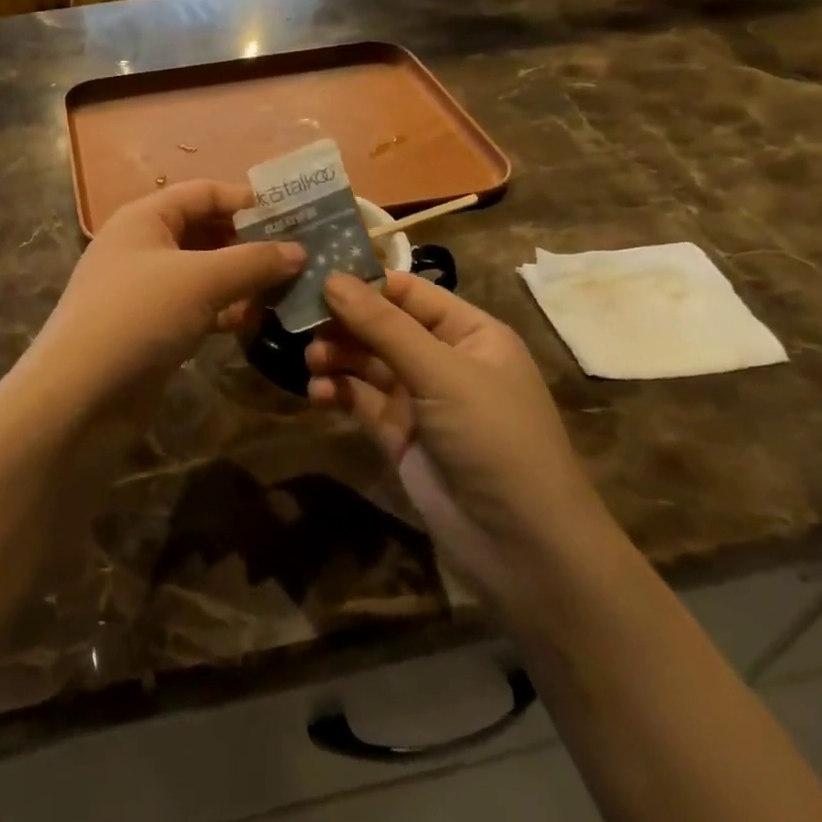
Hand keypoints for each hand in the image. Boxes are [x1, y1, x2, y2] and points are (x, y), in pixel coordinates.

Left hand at [27, 181, 303, 413]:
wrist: (80, 395)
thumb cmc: (138, 316)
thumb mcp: (201, 280)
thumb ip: (253, 261)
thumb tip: (298, 251)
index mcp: (145, 218)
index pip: (203, 192)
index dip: (247, 200)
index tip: (295, 215)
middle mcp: (143, 247)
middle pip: (205, 232)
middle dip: (250, 242)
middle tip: (302, 254)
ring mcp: (146, 290)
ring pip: (205, 273)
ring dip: (243, 279)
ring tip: (291, 288)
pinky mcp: (152, 329)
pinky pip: (197, 308)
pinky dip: (226, 310)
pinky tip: (258, 321)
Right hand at [307, 273, 611, 604]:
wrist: (521, 545)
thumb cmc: (493, 437)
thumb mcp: (441, 373)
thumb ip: (383, 325)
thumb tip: (331, 278)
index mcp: (468, 332)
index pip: (407, 292)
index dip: (363, 283)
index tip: (313, 275)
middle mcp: (442, 359)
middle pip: (381, 325)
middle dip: (343, 323)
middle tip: (300, 321)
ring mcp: (418, 398)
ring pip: (365, 361)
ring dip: (336, 356)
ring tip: (312, 361)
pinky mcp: (396, 433)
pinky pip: (359, 399)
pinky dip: (336, 391)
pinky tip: (318, 392)